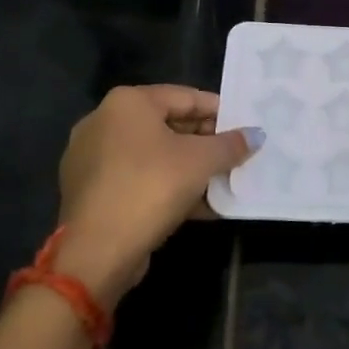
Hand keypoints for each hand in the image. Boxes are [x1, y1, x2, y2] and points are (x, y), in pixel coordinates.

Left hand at [53, 85, 260, 309]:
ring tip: (222, 182)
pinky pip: (138, 179)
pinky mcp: (91, 191)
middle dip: (205, 142)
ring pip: (154, 155)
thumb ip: (231, 144)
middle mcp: (104, 121)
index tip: (244, 128)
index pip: (185, 97)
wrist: (96, 251)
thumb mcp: (201, 162)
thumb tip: (256, 135)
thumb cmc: (151, 187)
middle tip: (235, 156)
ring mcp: (92, 158)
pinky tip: (199, 206)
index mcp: (127, 102)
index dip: (219, 112)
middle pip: (168, 124)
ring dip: (189, 168)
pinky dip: (167, 186)